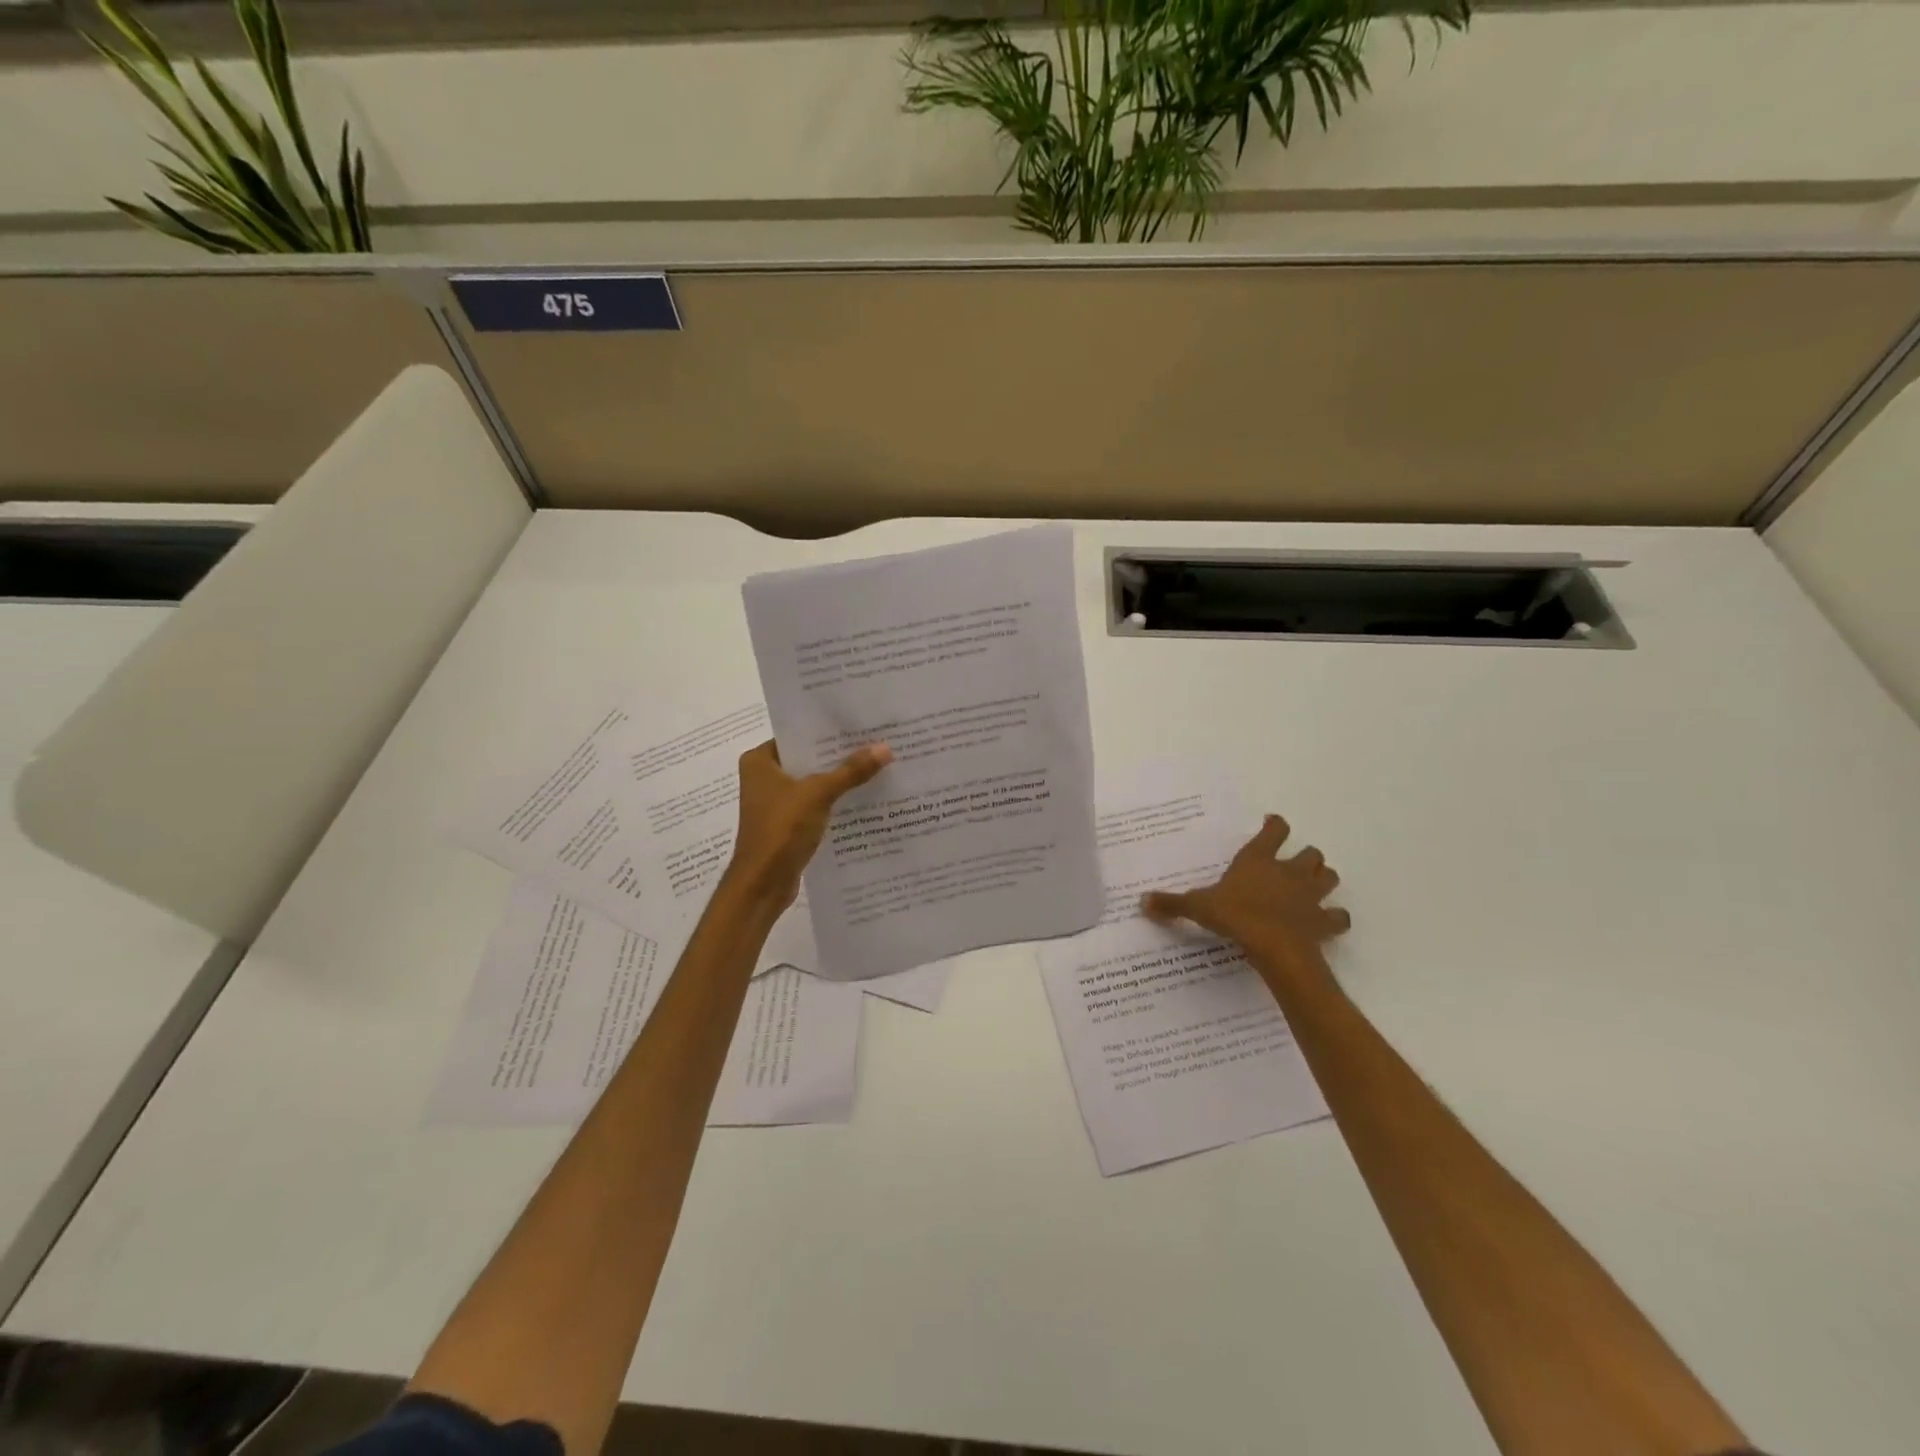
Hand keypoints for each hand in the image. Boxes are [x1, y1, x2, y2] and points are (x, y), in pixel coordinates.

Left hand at [726, 739, 891, 906]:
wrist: (762, 884)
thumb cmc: (781, 830)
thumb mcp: (818, 794)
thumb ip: (851, 771)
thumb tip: (885, 748)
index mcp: (759, 760)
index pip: (798, 735)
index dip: (828, 730)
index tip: (859, 723)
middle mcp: (763, 777)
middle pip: (808, 759)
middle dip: (839, 755)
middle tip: (875, 742)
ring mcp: (774, 802)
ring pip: (813, 782)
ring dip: (839, 779)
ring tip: (876, 766)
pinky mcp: (786, 823)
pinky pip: (815, 804)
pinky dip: (834, 801)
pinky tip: (863, 797)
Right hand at [1142, 815, 1349, 985]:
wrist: (1274, 946)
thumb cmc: (1235, 916)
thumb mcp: (1198, 907)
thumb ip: (1173, 904)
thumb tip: (1142, 901)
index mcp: (1258, 860)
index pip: (1274, 831)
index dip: (1275, 825)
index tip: (1273, 824)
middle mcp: (1288, 872)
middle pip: (1311, 853)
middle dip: (1306, 857)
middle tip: (1294, 865)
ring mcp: (1310, 896)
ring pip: (1329, 876)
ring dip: (1323, 879)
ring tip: (1313, 887)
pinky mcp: (1324, 921)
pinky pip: (1339, 916)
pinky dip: (1335, 918)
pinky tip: (1328, 922)